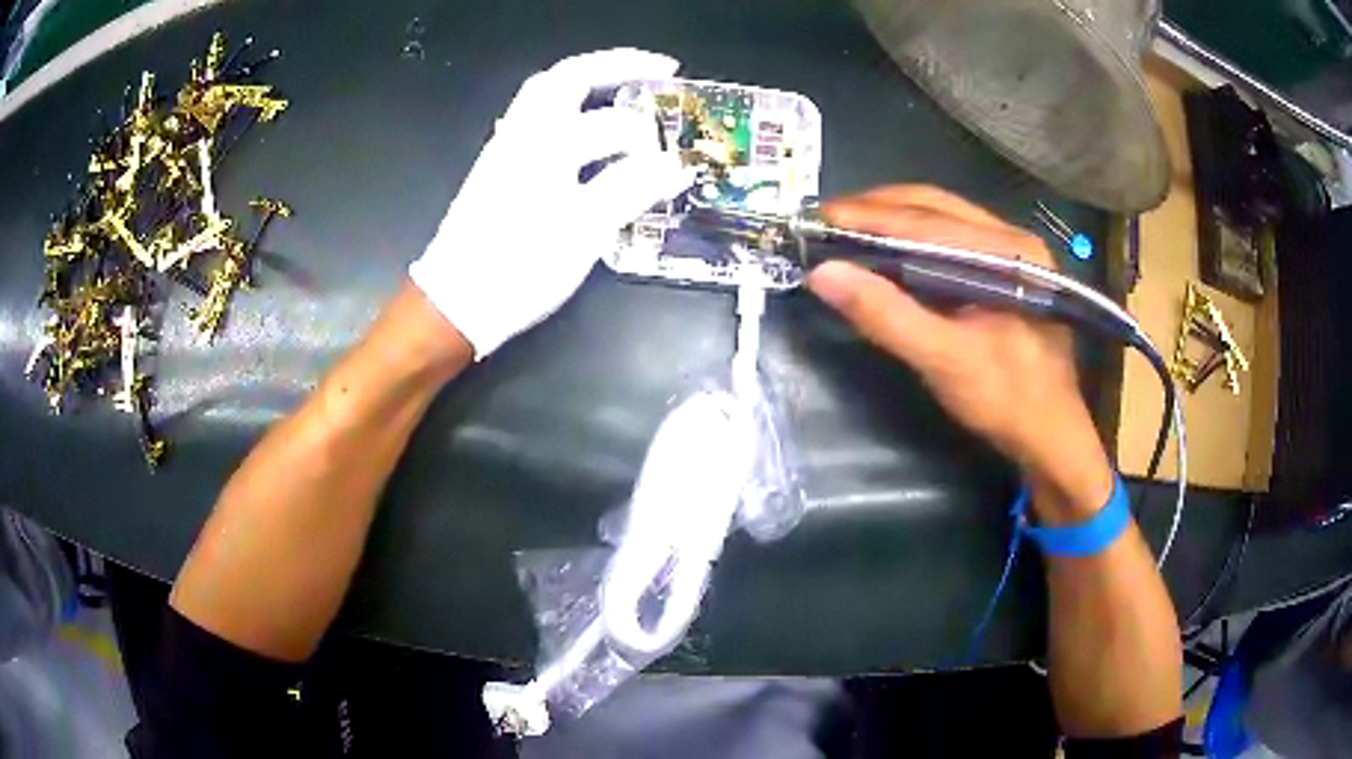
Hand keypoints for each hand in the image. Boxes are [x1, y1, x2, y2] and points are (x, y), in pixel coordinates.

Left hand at [410, 49, 690, 357]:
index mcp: (542, 141)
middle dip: (613, 67)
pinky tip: (590, 136)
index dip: (643, 100)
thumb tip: (676, 165)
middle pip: (564, 78)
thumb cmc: (519, 267)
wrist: (456, 303)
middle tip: (655, 73)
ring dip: (589, 86)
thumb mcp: (584, 230)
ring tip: (627, 97)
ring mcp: (505, 150)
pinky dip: (571, 113)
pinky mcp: (498, 172)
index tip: (675, 90)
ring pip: (547, 97)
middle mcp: (521, 134)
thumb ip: (631, 189)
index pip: (604, 109)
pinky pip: (538, 122)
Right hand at [807, 186, 1112, 519]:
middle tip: (829, 222)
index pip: (927, 219)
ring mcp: (1013, 254)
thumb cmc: (1005, 399)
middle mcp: (1013, 239)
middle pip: (935, 206)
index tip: (819, 218)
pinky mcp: (1008, 273)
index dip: (868, 215)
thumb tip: (823, 273)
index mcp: (1008, 251)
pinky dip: (914, 241)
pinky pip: (952, 241)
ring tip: (851, 233)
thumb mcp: (943, 360)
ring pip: (943, 220)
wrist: (1051, 436)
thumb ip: (886, 314)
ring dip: (894, 221)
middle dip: (879, 209)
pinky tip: (890, 255)